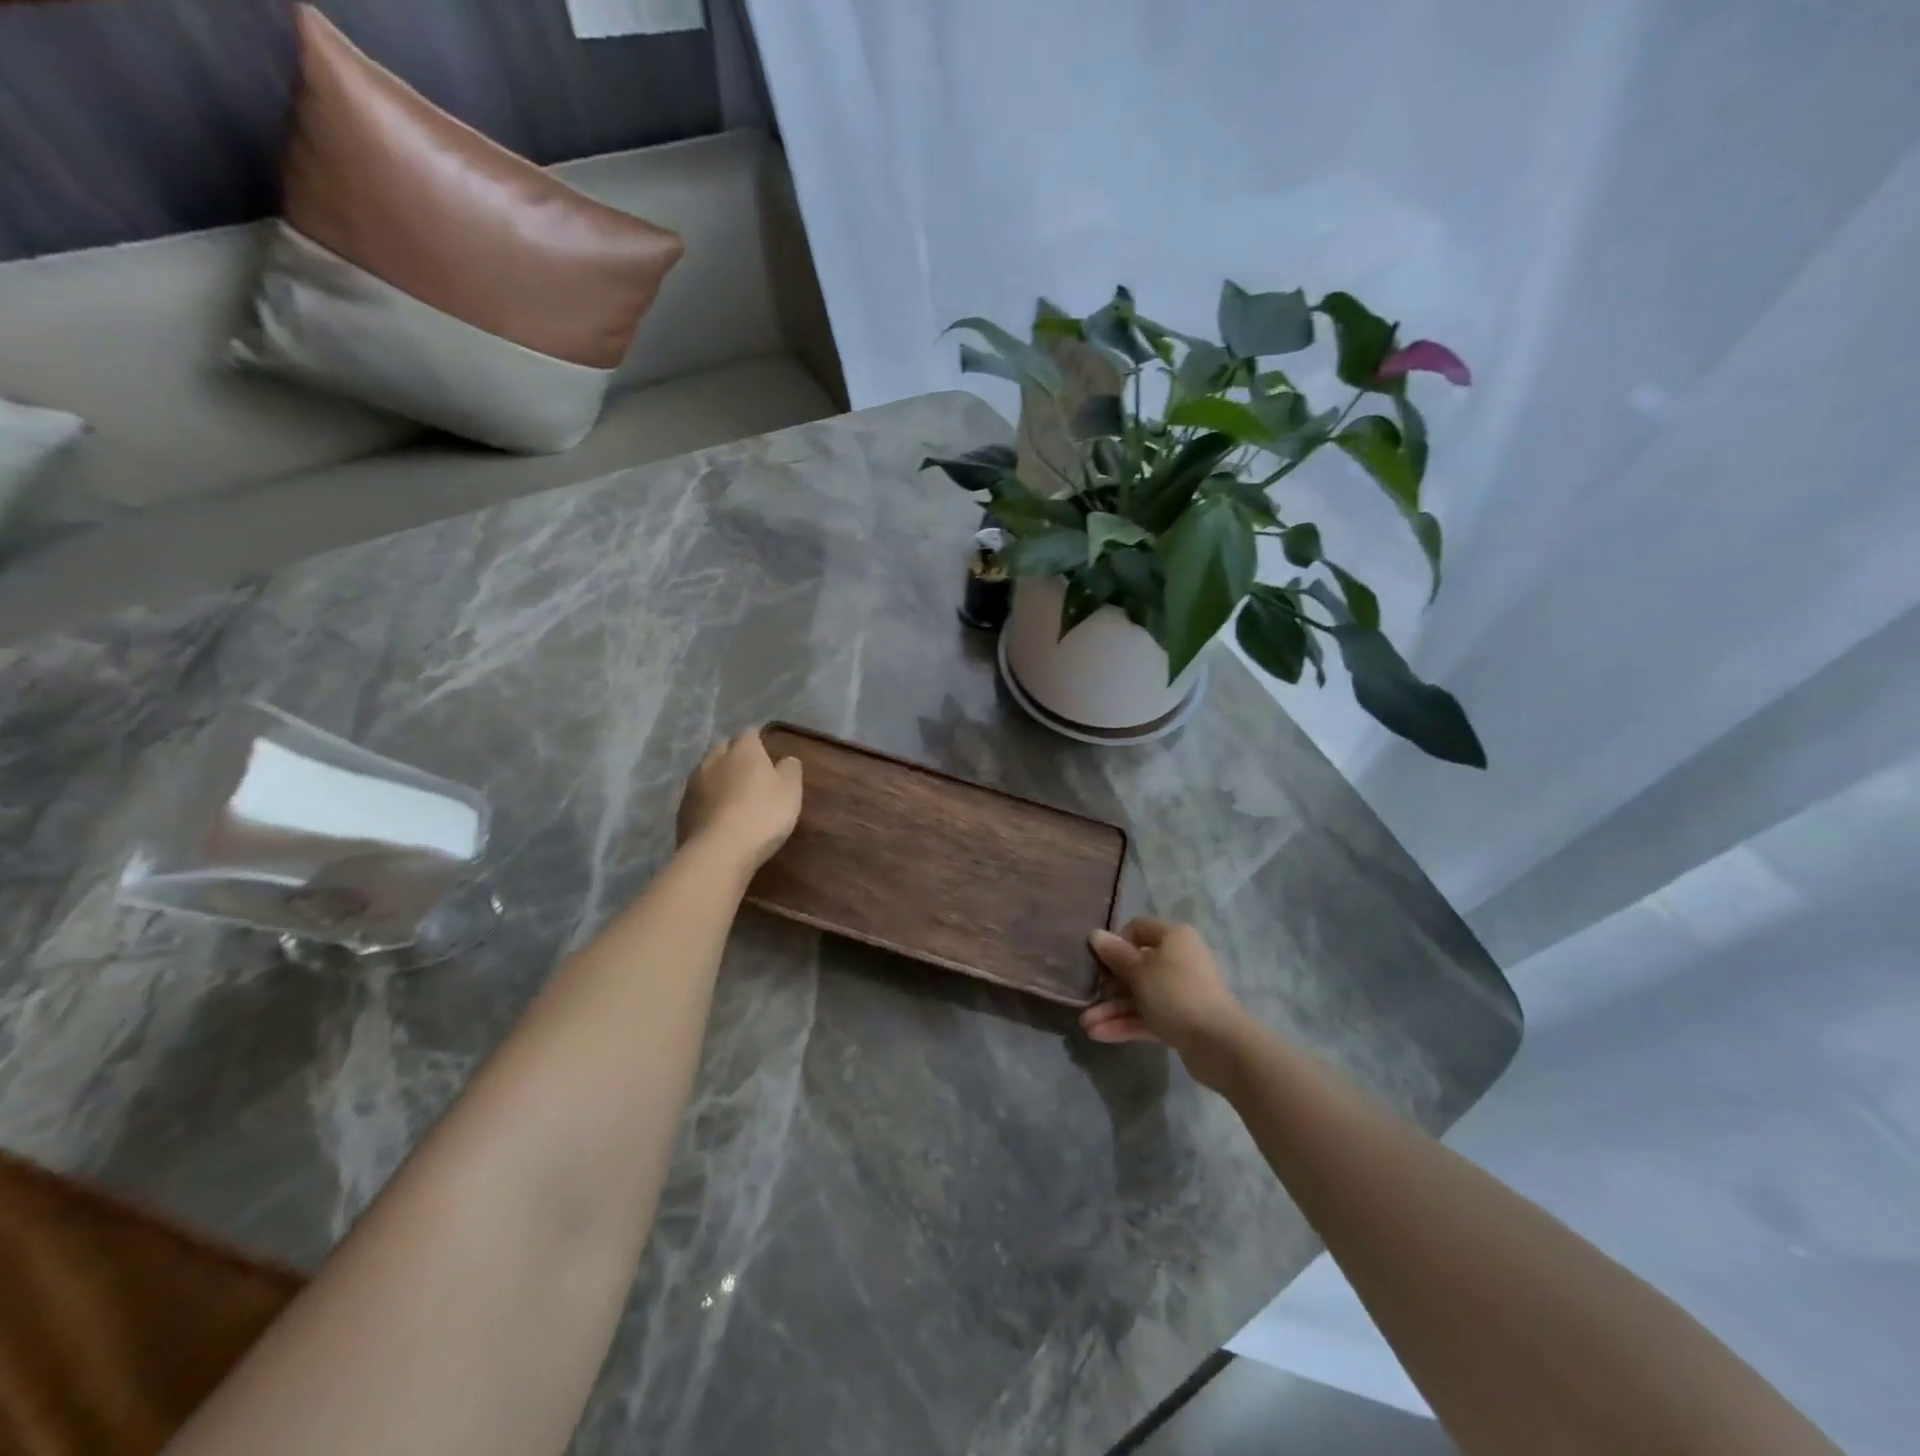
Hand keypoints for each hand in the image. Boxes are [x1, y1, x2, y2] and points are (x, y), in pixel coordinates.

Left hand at [677, 729, 803, 870]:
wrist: (719, 851)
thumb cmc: (762, 815)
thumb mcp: (791, 791)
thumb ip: (790, 770)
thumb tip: (786, 759)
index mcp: (743, 751)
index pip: (749, 733)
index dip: (758, 740)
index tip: (766, 752)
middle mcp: (714, 760)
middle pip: (722, 748)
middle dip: (733, 755)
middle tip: (748, 772)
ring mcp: (693, 784)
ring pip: (706, 771)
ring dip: (717, 777)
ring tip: (730, 795)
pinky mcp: (681, 809)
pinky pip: (696, 796)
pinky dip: (706, 800)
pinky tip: (716, 815)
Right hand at [1080, 918, 1253, 1091]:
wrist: (1219, 1045)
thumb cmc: (1175, 994)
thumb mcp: (1139, 971)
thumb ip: (1115, 954)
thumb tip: (1095, 934)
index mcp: (1173, 938)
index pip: (1138, 928)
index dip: (1116, 941)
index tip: (1098, 959)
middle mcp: (1178, 960)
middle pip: (1136, 965)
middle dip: (1109, 983)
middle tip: (1088, 995)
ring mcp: (1180, 992)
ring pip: (1139, 995)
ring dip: (1112, 1008)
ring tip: (1086, 1024)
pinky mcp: (1180, 1020)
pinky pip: (1148, 1016)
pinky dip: (1126, 1023)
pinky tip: (1099, 1034)